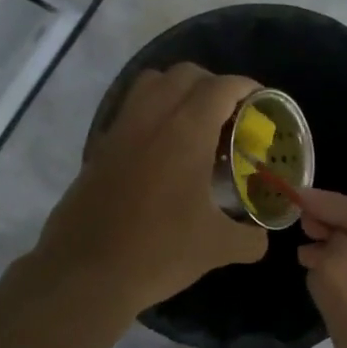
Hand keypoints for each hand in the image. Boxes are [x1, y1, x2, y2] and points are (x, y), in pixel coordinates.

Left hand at [31, 64, 268, 315]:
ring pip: (150, 84)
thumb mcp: (217, 248)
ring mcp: (119, 130)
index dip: (246, 87)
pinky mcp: (99, 148)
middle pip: (184, 75)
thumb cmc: (158, 252)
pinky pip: (129, 110)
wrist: (85, 273)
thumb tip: (261, 236)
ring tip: (194, 124)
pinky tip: (161, 151)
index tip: (261, 101)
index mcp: (185, 132)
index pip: (220, 87)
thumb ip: (249, 237)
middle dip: (213, 85)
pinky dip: (150, 113)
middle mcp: (150, 118)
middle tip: (230, 115)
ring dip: (176, 90)